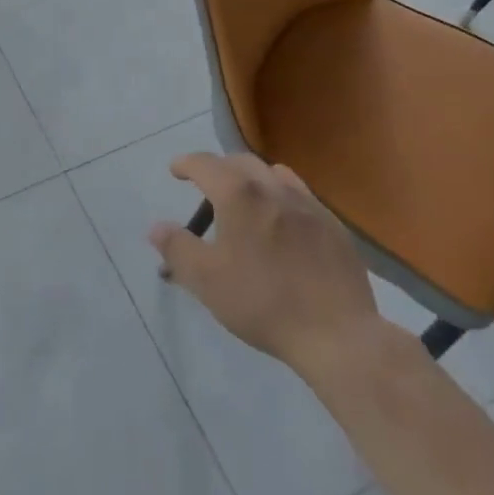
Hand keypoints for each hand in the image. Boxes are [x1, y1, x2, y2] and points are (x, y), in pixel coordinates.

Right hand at [148, 152, 389, 383]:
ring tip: (246, 200)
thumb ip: (177, 248)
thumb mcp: (206, 281)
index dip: (186, 164)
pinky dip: (281, 198)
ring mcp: (308, 203)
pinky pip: (300, 196)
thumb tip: (156, 227)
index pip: (205, 163)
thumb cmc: (263, 303)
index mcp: (239, 194)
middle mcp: (273, 187)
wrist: (337, 333)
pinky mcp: (332, 225)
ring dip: (253, 179)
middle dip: (219, 168)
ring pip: (274, 173)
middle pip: (240, 162)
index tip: (175, 171)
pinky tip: (283, 225)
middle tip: (207, 188)